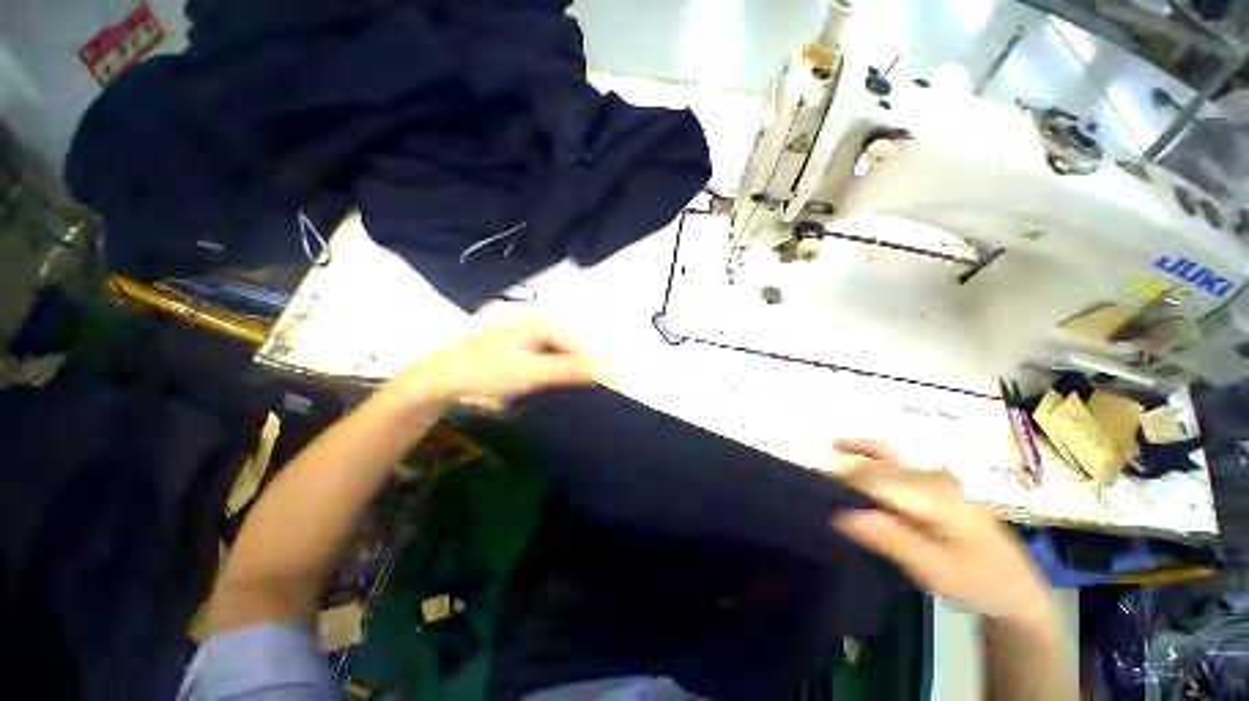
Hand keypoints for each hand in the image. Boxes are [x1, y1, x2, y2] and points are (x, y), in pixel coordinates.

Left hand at [399, 312, 594, 408]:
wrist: (442, 378)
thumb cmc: (486, 371)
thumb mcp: (531, 372)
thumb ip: (570, 369)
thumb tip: (608, 368)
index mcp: (544, 320)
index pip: (583, 343)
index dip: (596, 365)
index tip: (608, 386)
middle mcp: (541, 319)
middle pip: (574, 345)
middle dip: (584, 366)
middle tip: (592, 389)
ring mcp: (531, 331)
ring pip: (563, 351)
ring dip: (571, 370)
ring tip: (578, 388)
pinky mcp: (524, 344)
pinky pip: (551, 355)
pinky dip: (557, 369)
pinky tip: (557, 381)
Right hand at [831, 439, 1055, 629]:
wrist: (1015, 586)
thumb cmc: (976, 581)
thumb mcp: (935, 571)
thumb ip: (891, 539)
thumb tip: (841, 514)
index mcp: (936, 494)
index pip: (875, 482)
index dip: (846, 493)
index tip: (830, 512)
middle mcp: (932, 474)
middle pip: (874, 470)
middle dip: (846, 485)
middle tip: (830, 511)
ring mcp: (932, 473)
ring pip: (877, 462)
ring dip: (850, 472)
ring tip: (828, 489)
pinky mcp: (930, 478)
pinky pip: (889, 456)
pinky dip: (863, 450)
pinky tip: (840, 446)